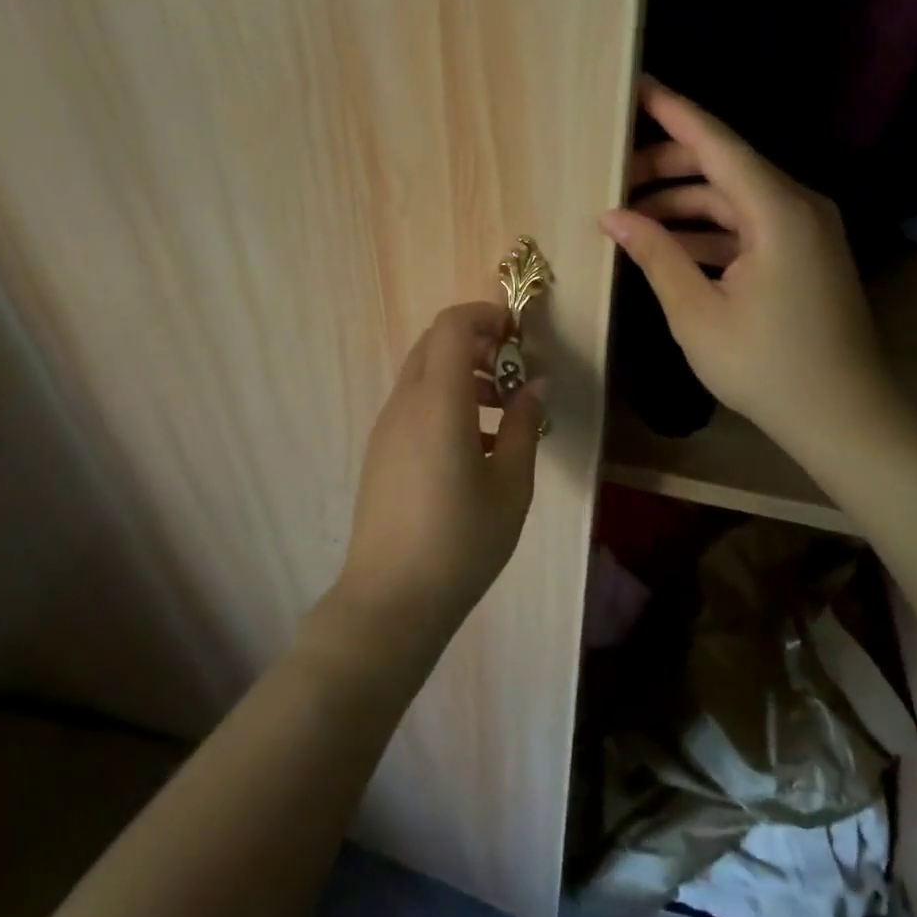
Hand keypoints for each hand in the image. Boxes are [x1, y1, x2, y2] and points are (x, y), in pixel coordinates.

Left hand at [337, 302, 545, 645]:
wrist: (390, 600)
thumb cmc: (461, 542)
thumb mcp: (511, 485)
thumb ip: (526, 425)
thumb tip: (535, 384)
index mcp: (438, 403)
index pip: (452, 326)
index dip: (486, 316)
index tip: (518, 337)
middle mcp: (405, 404)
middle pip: (435, 343)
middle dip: (477, 343)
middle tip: (513, 376)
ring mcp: (386, 427)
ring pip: (423, 373)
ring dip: (462, 374)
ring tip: (502, 416)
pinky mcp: (380, 451)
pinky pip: (414, 404)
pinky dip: (445, 401)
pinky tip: (475, 448)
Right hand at [599, 79, 900, 456]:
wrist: (844, 416)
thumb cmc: (767, 366)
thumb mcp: (697, 312)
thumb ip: (655, 254)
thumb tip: (613, 217)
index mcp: (777, 211)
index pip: (717, 144)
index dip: (674, 112)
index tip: (638, 86)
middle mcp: (798, 205)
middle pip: (724, 166)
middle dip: (667, 167)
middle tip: (614, 178)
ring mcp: (806, 229)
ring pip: (734, 197)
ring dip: (684, 203)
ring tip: (631, 216)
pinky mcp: (804, 252)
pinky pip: (749, 224)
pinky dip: (709, 229)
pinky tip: (669, 244)